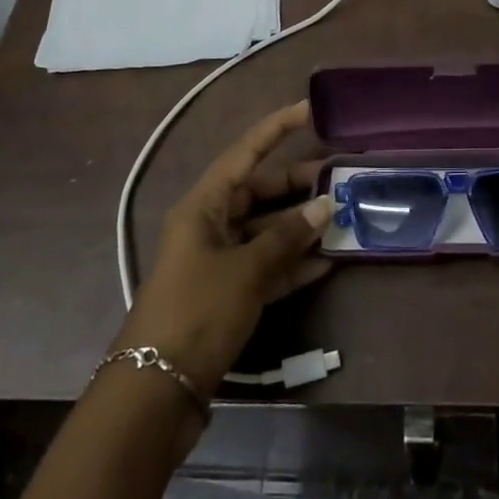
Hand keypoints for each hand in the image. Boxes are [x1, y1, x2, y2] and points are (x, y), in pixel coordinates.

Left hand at [114, 100, 333, 398]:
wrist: (155, 390)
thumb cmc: (197, 312)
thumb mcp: (246, 271)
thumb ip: (286, 237)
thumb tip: (324, 206)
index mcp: (203, 205)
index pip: (245, 152)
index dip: (277, 128)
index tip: (310, 108)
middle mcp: (210, 224)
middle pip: (259, 190)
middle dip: (298, 183)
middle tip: (341, 177)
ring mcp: (218, 260)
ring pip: (266, 228)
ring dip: (300, 226)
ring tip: (343, 217)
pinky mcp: (227, 292)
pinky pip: (266, 264)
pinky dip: (292, 262)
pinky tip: (327, 262)